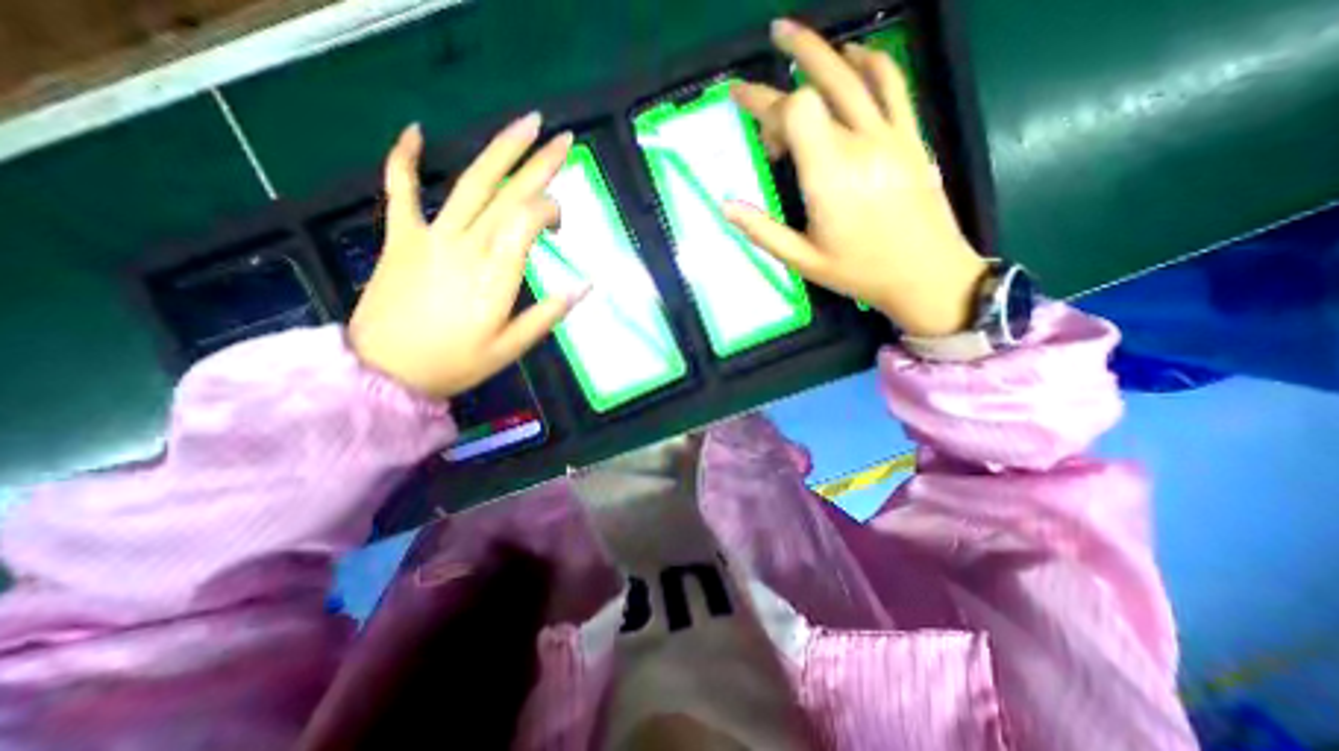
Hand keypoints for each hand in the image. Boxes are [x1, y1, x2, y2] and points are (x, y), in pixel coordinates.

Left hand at [348, 116, 587, 398]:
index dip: (550, 210)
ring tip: (525, 122)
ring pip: (470, 183)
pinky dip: (405, 159)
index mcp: (495, 274)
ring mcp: (431, 236)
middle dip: (539, 164)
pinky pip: (401, 190)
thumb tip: (586, 284)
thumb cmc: (455, 363)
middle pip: (508, 194)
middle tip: (564, 138)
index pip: (528, 220)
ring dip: (499, 150)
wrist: (384, 370)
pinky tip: (415, 131)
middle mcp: (466, 245)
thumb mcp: (511, 348)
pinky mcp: (402, 237)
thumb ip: (549, 314)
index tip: (560, 222)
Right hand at [728, 18, 985, 334]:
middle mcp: (859, 143)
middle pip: (822, 83)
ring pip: (856, 73)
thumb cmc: (859, 271)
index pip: (796, 113)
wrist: (926, 274)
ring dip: (825, 48)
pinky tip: (854, 55)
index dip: (770, 114)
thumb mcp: (802, 260)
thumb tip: (725, 205)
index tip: (761, 138)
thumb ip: (762, 231)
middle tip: (769, 38)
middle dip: (790, 60)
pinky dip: (870, 61)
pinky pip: (892, 84)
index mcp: (829, 175)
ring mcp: (890, 135)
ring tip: (798, 35)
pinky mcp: (910, 137)